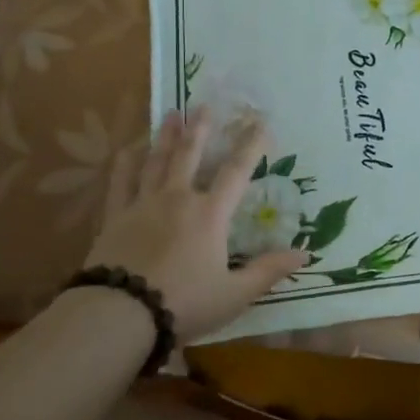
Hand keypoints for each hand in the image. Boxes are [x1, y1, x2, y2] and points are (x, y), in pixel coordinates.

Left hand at [83, 109, 306, 343]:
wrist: (120, 314)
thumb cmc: (184, 303)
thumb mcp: (234, 294)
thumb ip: (268, 271)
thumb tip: (304, 255)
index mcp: (209, 215)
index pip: (236, 172)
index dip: (251, 146)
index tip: (261, 123)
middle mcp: (177, 199)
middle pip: (190, 155)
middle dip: (200, 129)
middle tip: (203, 105)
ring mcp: (142, 205)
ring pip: (156, 161)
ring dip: (165, 136)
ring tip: (171, 114)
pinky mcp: (115, 217)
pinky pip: (120, 182)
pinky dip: (125, 163)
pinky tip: (128, 150)